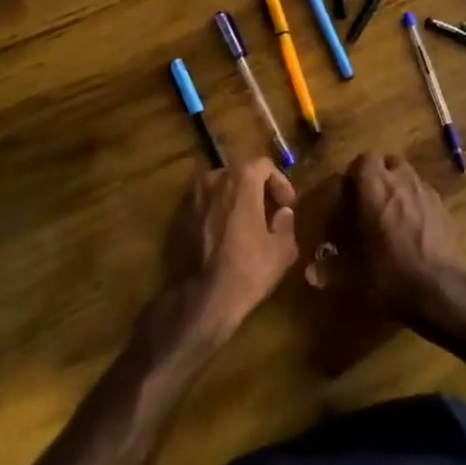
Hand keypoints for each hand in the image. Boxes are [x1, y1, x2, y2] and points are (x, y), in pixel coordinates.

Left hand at [162, 159, 298, 346]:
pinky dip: (216, 212)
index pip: (263, 165)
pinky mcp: (178, 217)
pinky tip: (224, 236)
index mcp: (240, 179)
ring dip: (234, 199)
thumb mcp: (282, 250)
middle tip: (269, 212)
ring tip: (246, 223)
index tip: (287, 205)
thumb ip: (286, 223)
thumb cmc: (247, 270)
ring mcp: (192, 197)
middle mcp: (213, 179)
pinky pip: (204, 205)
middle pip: (239, 173)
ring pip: (219, 188)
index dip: (279, 182)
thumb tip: (282, 212)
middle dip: (257, 188)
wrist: (200, 299)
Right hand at [309, 153, 465, 322]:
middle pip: (389, 162)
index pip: (364, 159)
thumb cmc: (390, 274)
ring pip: (410, 176)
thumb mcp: (354, 276)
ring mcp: (427, 192)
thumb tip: (309, 274)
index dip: (355, 172)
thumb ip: (330, 271)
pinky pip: (425, 194)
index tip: (348, 192)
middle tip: (369, 200)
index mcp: (374, 187)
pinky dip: (417, 203)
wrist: (442, 290)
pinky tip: (413, 228)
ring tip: (391, 213)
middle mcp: (401, 181)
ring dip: (399, 186)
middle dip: (379, 175)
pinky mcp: (445, 209)